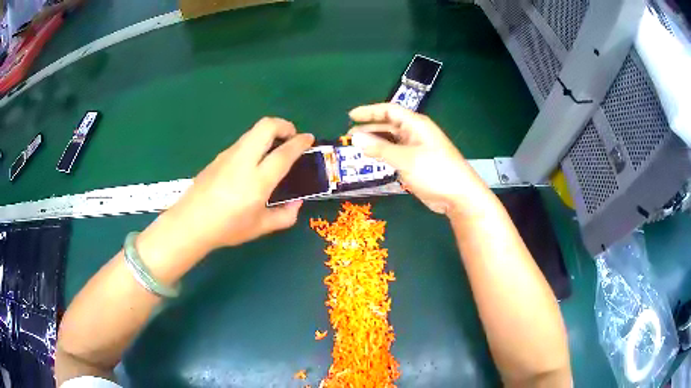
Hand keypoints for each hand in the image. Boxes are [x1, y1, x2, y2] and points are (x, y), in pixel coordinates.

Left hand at [166, 117, 313, 252]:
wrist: (190, 223)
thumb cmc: (227, 228)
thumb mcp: (260, 228)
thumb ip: (284, 216)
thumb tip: (297, 203)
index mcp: (257, 181)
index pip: (284, 153)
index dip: (300, 142)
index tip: (309, 138)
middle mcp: (243, 161)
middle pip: (266, 126)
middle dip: (284, 125)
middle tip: (291, 137)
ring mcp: (228, 156)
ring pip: (252, 131)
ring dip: (268, 133)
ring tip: (273, 149)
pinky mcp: (218, 157)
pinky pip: (242, 142)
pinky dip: (255, 143)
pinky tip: (252, 162)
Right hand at [348, 103, 491, 217]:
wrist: (458, 196)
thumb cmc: (435, 171)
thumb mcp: (405, 158)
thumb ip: (380, 148)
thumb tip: (355, 137)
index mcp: (416, 124)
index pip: (389, 111)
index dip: (369, 111)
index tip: (350, 116)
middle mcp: (415, 133)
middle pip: (389, 125)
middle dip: (369, 128)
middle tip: (349, 135)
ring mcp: (416, 149)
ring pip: (391, 140)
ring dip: (375, 142)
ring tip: (356, 148)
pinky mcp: (416, 163)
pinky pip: (395, 154)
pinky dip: (383, 154)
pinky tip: (373, 159)